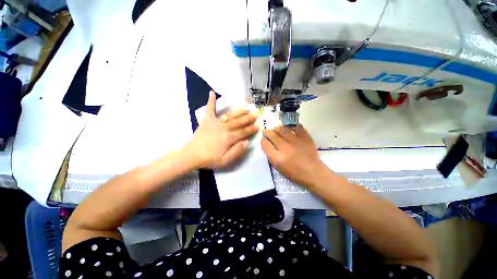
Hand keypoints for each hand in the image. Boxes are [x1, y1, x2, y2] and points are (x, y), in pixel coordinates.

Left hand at [184, 91, 258, 168]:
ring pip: (230, 115)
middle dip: (248, 118)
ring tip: (246, 106)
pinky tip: (212, 93)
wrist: (192, 155)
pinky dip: (211, 101)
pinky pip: (210, 110)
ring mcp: (215, 123)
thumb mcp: (225, 160)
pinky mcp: (207, 121)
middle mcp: (224, 128)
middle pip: (238, 122)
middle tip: (255, 114)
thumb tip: (247, 142)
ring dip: (238, 111)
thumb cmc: (209, 159)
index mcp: (229, 138)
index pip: (243, 132)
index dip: (251, 129)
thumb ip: (237, 151)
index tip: (258, 126)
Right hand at [261, 125, 326, 185]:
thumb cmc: (294, 173)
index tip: (264, 140)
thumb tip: (267, 143)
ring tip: (276, 129)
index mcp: (277, 158)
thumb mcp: (278, 168)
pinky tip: (289, 128)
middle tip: (267, 131)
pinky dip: (292, 126)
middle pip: (273, 135)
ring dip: (277, 128)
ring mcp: (296, 142)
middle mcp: (285, 148)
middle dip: (268, 132)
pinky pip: (297, 128)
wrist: (313, 173)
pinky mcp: (306, 138)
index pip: (265, 144)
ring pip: (283, 129)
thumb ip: (271, 155)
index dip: (263, 140)